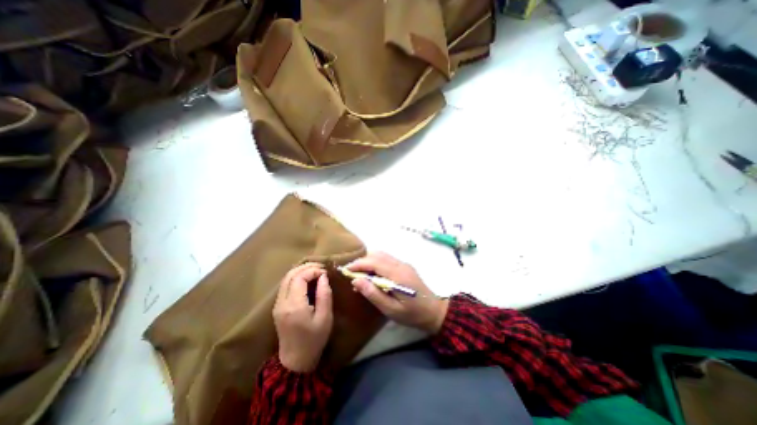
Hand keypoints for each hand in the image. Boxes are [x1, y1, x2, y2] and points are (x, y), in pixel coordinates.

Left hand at [273, 262, 331, 371]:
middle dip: (306, 267)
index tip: (325, 273)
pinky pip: (285, 285)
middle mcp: (282, 302)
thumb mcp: (325, 317)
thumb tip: (323, 277)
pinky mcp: (278, 307)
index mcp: (294, 305)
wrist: (296, 361)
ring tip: (315, 270)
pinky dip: (296, 278)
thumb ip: (324, 295)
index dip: (313, 271)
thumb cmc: (314, 339)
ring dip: (300, 271)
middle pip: (290, 275)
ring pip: (286, 279)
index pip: (300, 278)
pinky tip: (306, 279)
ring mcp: (277, 304)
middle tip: (321, 267)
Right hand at [345, 253, 444, 334]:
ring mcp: (404, 264)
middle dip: (362, 261)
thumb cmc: (412, 314)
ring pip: (382, 255)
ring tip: (360, 274)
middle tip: (351, 273)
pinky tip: (372, 274)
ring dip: (369, 261)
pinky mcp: (405, 266)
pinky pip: (387, 259)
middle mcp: (400, 264)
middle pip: (377, 255)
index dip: (358, 264)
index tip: (346, 270)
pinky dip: (376, 263)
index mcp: (397, 275)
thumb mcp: (391, 309)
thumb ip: (373, 294)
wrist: (434, 311)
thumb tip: (356, 281)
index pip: (374, 262)